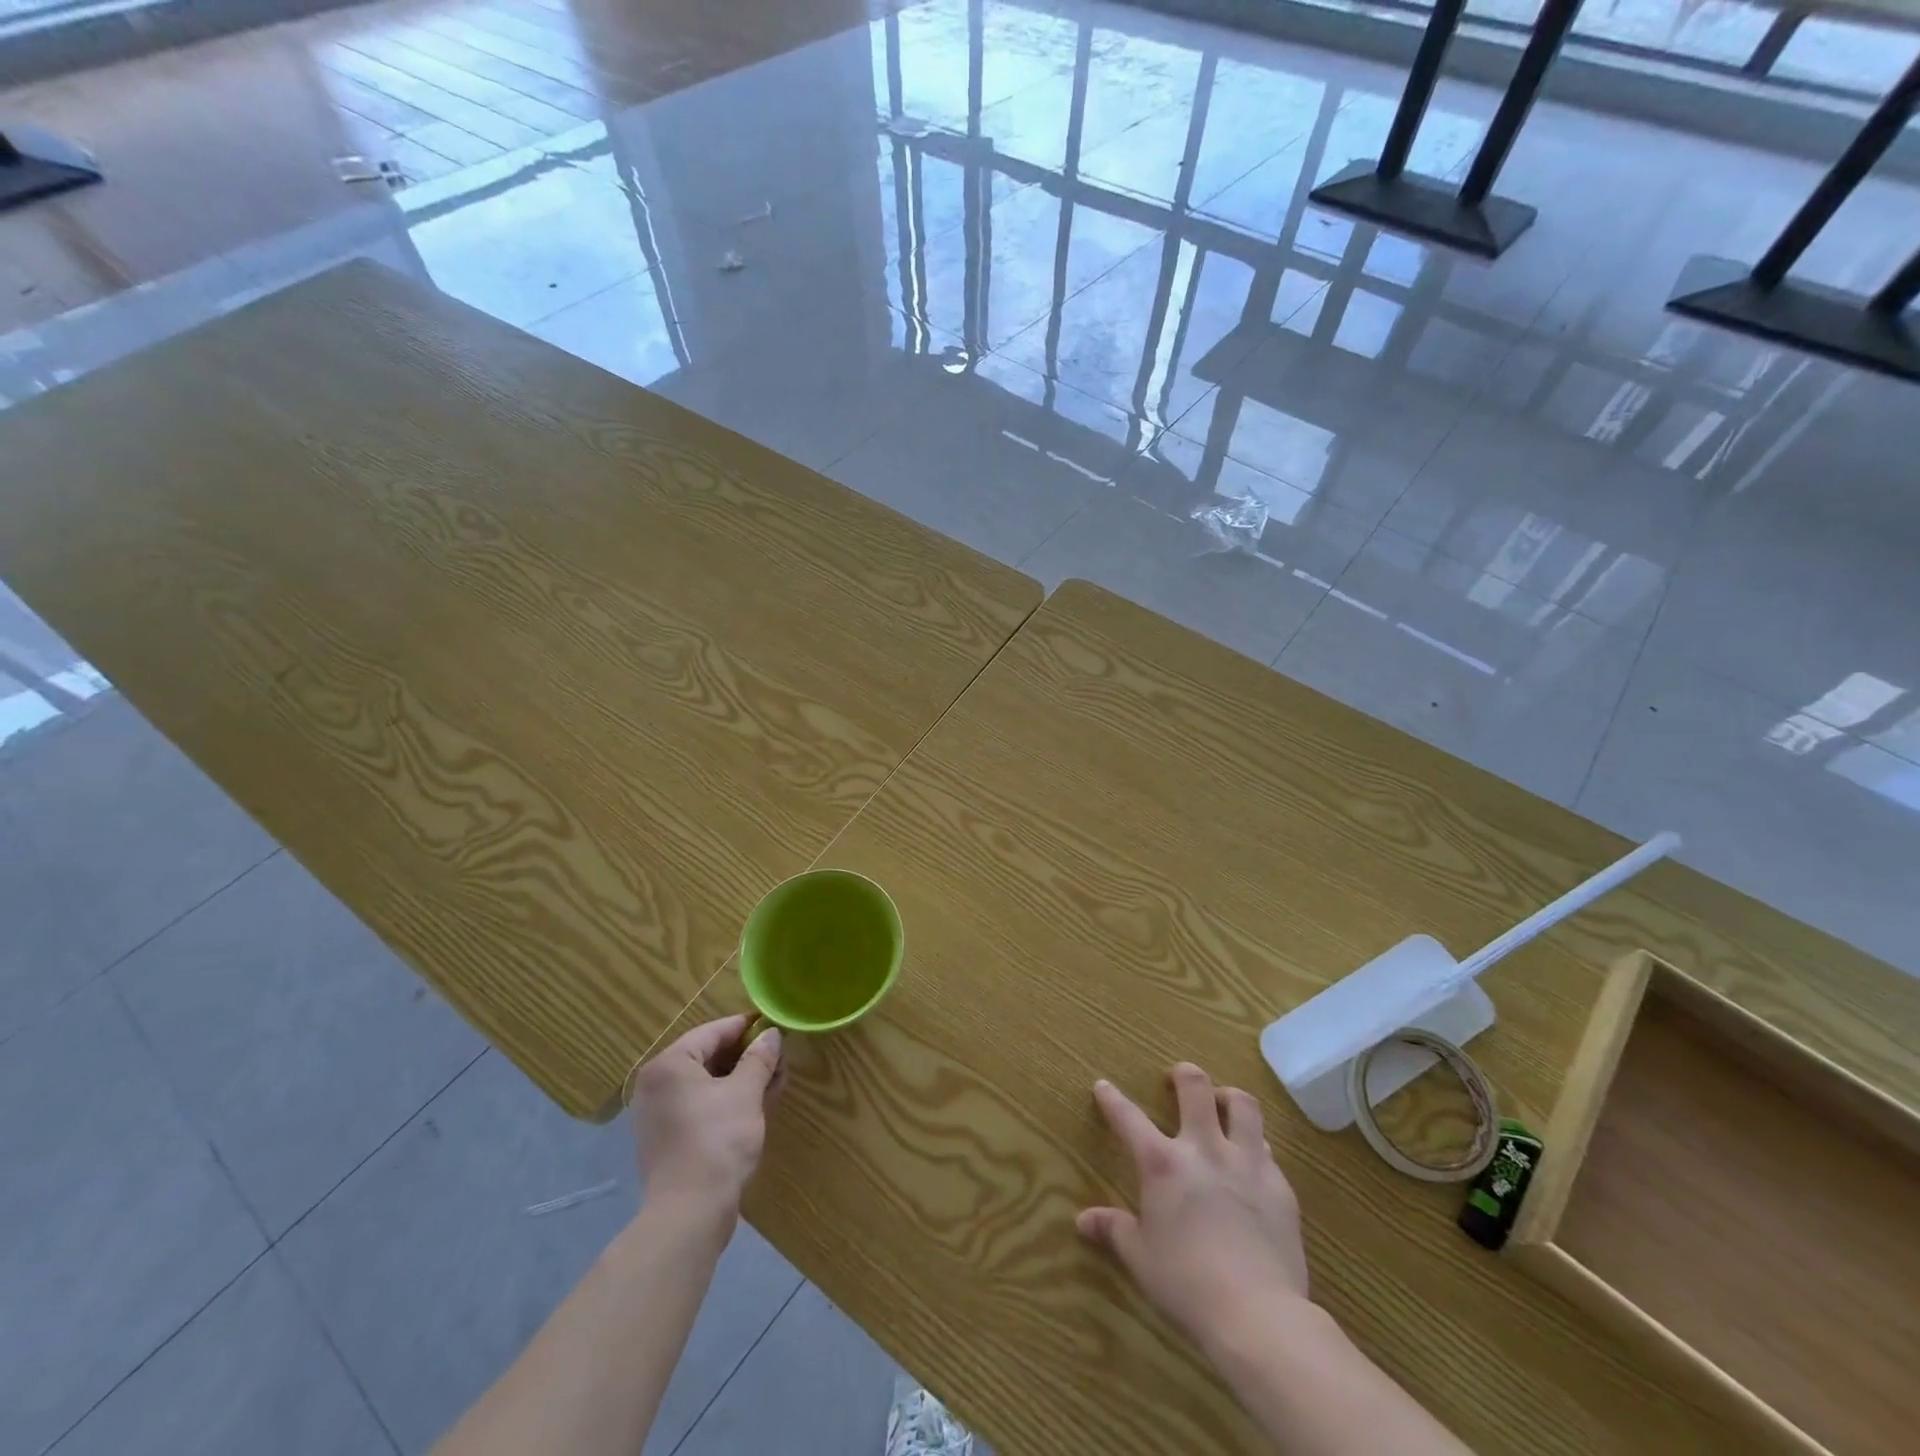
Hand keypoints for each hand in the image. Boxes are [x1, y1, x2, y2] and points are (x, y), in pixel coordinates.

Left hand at [629, 1015, 783, 1216]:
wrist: (689, 1214)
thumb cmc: (717, 1141)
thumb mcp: (746, 1093)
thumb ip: (759, 1058)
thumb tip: (771, 1034)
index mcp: (669, 1065)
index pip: (713, 1032)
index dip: (746, 1027)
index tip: (774, 1025)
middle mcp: (656, 1085)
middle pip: (708, 1057)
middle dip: (746, 1056)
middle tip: (779, 1057)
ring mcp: (658, 1115)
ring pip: (706, 1084)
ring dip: (740, 1079)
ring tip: (774, 1082)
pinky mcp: (666, 1140)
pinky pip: (699, 1107)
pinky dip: (726, 1101)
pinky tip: (756, 1105)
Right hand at [1077, 1064, 1309, 1354]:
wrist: (1257, 1313)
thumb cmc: (1186, 1283)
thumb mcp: (1140, 1258)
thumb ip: (1114, 1230)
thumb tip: (1083, 1220)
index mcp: (1162, 1163)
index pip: (1129, 1118)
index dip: (1112, 1099)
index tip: (1102, 1085)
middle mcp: (1204, 1149)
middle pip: (1197, 1088)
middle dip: (1184, 1075)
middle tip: (1177, 1078)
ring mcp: (1246, 1163)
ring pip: (1243, 1106)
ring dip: (1229, 1098)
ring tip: (1223, 1104)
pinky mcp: (1279, 1186)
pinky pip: (1267, 1150)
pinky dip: (1256, 1147)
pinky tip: (1252, 1161)